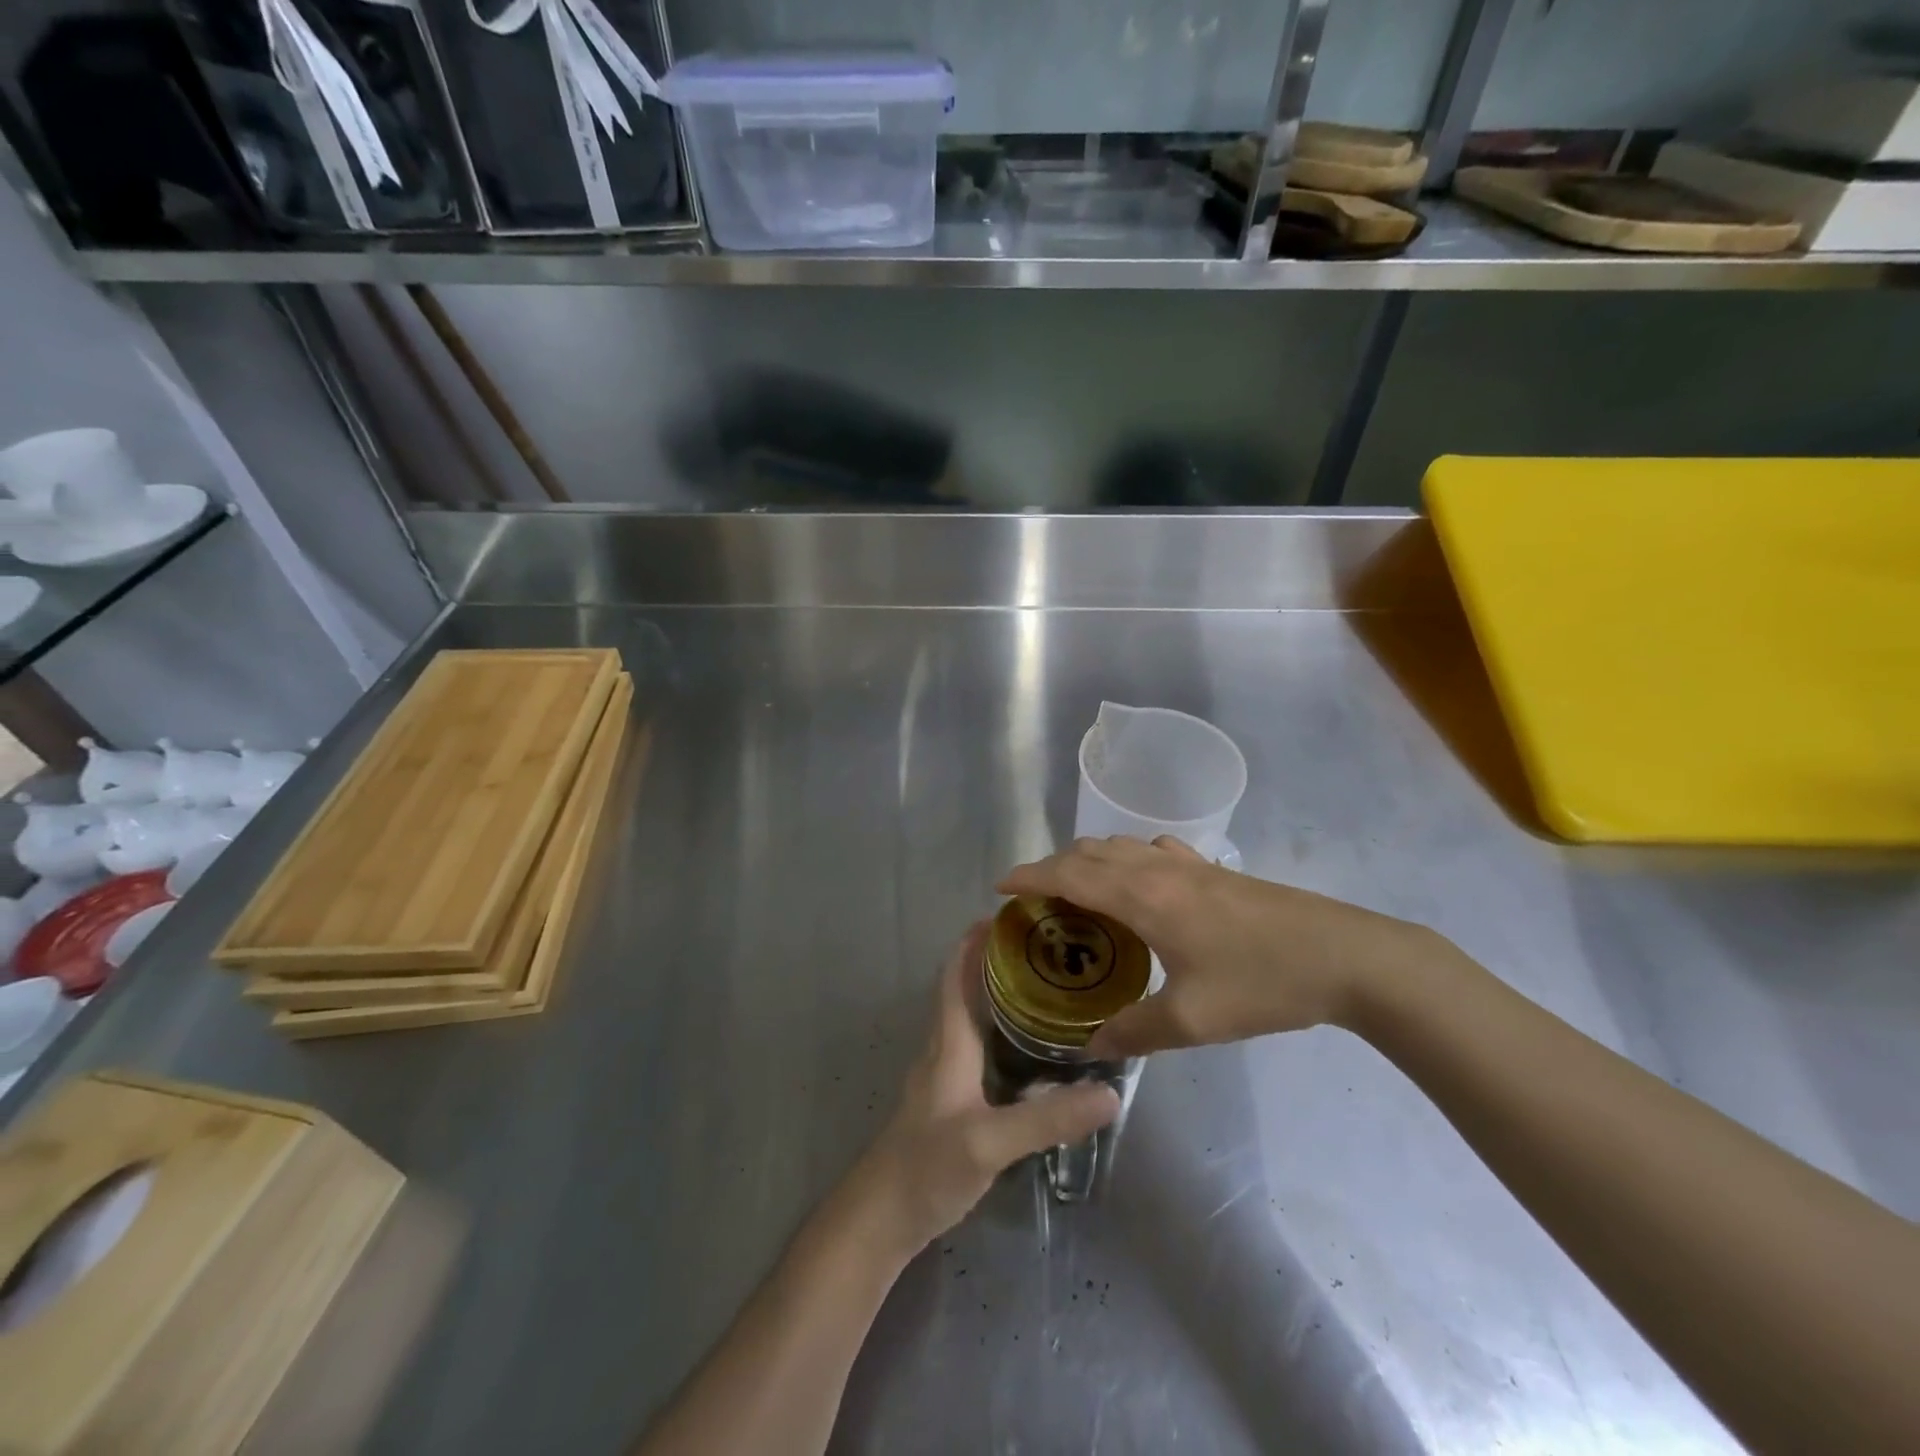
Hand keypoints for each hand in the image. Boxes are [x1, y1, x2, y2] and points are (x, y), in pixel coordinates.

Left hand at [851, 922, 1119, 1257]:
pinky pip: (977, 1049)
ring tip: (1044, 988)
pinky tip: (1029, 1050)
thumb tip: (1110, 1093)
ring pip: (971, 1020)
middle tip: (1044, 949)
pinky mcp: (949, 1103)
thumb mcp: (989, 1142)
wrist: (880, 1220)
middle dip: (996, 963)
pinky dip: (1000, 1033)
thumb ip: (1047, 1119)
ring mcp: (944, 1078)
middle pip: (965, 991)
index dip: (974, 942)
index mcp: (949, 1044)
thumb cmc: (926, 1168)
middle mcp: (944, 1050)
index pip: (956, 976)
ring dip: (998, 996)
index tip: (1008, 916)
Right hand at [997, 836, 1448, 1057]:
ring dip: (1089, 859)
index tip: (1001, 887)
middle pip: (1089, 852)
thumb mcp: (1193, 1020)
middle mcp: (1157, 869)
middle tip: (1035, 898)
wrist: (1346, 955)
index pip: (1069, 874)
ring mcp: (1189, 863)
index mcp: (1143, 897)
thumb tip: (1092, 1046)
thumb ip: (1135, 1031)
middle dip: (1053, 866)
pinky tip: (1140, 881)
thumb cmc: (1262, 983)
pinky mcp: (1215, 869)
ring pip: (1121, 845)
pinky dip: (1128, 857)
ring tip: (1077, 889)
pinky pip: (1154, 849)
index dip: (1030, 876)